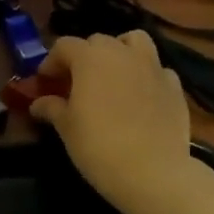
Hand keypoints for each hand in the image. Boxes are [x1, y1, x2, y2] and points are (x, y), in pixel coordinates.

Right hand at [30, 31, 205, 213]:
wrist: (153, 172)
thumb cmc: (99, 146)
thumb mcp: (67, 128)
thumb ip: (52, 108)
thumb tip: (39, 103)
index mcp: (91, 57)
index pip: (64, 46)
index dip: (51, 62)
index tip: (45, 82)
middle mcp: (122, 52)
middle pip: (98, 42)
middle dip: (83, 57)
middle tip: (76, 83)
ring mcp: (153, 66)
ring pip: (134, 42)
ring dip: (120, 52)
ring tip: (112, 75)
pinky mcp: (175, 86)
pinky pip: (157, 70)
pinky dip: (146, 76)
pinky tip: (141, 97)